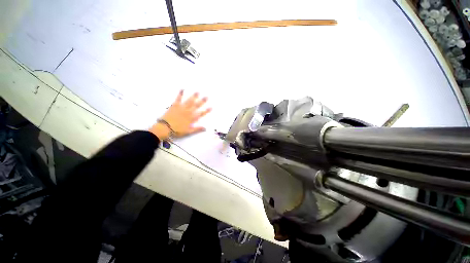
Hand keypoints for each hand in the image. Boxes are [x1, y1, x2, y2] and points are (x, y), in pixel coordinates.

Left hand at [149, 90, 211, 140]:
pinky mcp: (175, 105)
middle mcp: (188, 112)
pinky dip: (180, 94)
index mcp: (192, 118)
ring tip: (198, 92)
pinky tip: (182, 89)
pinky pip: (178, 99)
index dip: (206, 111)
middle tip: (207, 97)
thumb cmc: (177, 131)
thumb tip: (205, 128)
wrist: (165, 127)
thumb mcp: (188, 132)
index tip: (211, 107)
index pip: (201, 114)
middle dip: (202, 101)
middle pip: (196, 106)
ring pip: (189, 101)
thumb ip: (197, 129)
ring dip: (194, 96)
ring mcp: (182, 108)